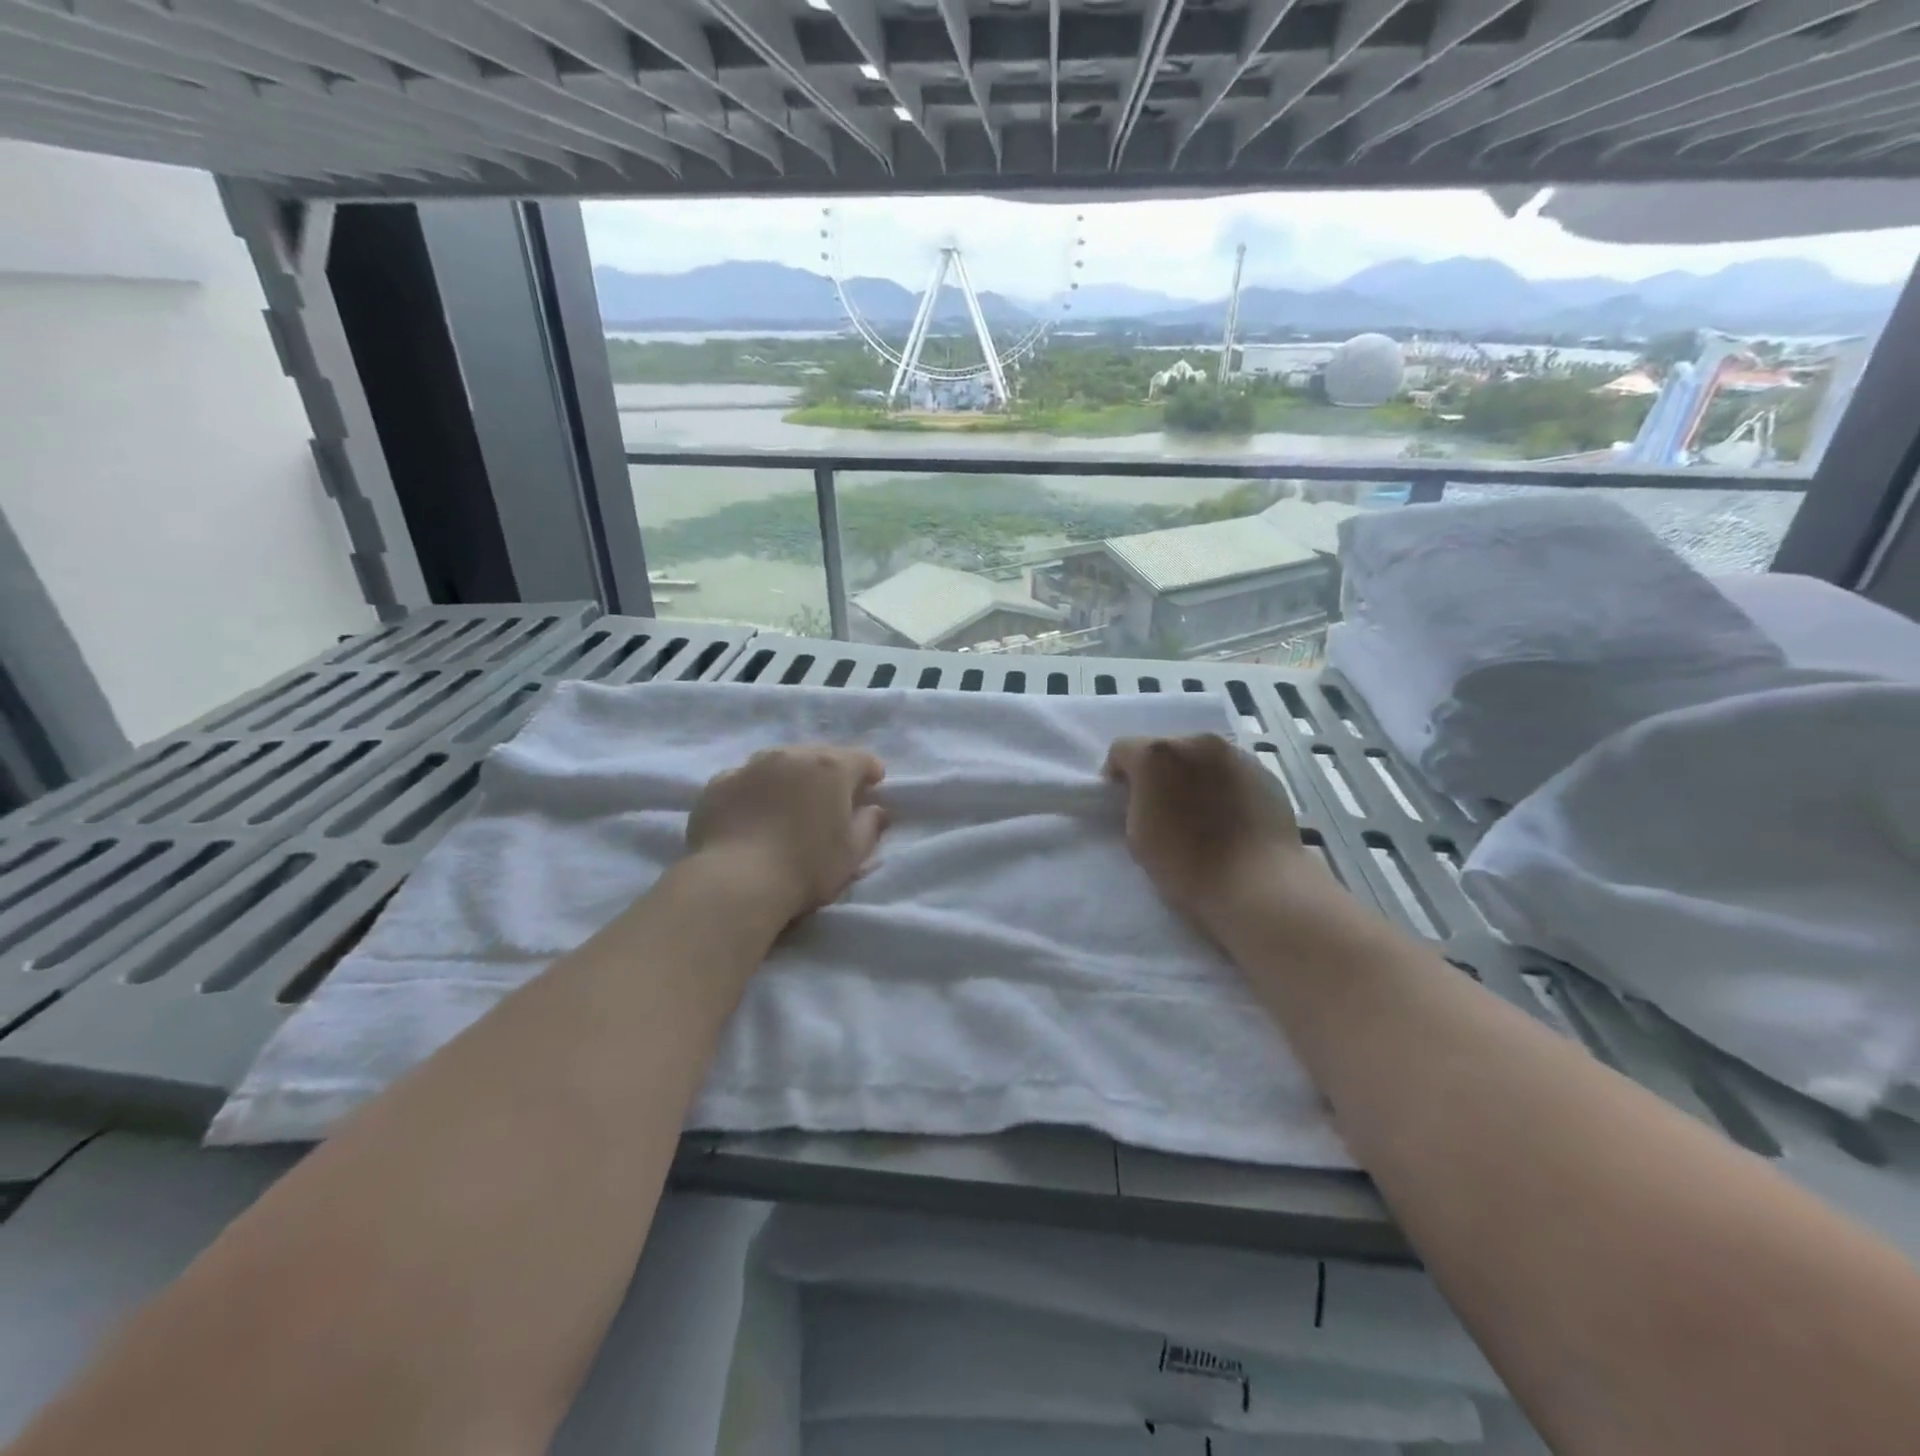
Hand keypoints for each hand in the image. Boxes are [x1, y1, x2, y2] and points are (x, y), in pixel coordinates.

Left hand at [686, 746, 887, 921]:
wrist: (737, 881)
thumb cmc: (806, 867)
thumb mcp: (853, 853)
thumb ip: (870, 825)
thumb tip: (875, 809)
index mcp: (831, 768)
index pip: (862, 759)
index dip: (871, 772)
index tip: (873, 788)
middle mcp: (792, 755)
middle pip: (820, 755)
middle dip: (829, 773)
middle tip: (831, 799)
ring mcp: (751, 765)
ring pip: (780, 762)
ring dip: (791, 776)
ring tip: (790, 803)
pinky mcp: (719, 782)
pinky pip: (747, 779)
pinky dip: (756, 790)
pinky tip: (753, 813)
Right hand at [1105, 734, 1324, 930]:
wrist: (1257, 886)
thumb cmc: (1185, 865)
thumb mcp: (1138, 835)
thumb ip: (1136, 803)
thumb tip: (1147, 798)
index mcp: (1157, 754)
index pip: (1122, 750)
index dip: (1117, 775)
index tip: (1123, 803)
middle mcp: (1197, 743)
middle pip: (1165, 749)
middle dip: (1158, 773)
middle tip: (1162, 808)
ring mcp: (1236, 755)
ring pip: (1201, 759)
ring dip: (1193, 777)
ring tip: (1200, 814)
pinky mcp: (1265, 773)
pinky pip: (1231, 773)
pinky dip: (1223, 787)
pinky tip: (1229, 819)